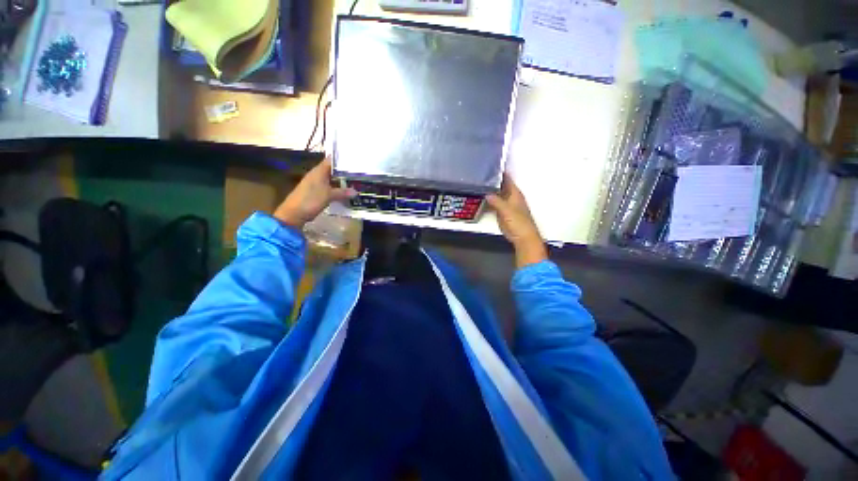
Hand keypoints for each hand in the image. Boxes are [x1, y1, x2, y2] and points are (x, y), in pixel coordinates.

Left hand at [274, 158, 355, 228]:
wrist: (294, 213)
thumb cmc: (311, 200)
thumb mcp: (329, 196)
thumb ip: (343, 192)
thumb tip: (356, 192)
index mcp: (319, 171)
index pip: (332, 160)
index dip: (342, 158)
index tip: (355, 158)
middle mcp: (317, 175)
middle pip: (333, 170)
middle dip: (345, 171)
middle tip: (359, 172)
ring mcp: (316, 184)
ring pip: (332, 180)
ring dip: (342, 181)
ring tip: (356, 182)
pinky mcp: (316, 193)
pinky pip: (330, 188)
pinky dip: (337, 189)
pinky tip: (346, 193)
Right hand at [486, 175, 547, 267]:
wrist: (522, 237)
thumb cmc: (519, 223)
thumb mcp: (507, 210)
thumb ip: (497, 201)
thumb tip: (487, 193)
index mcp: (515, 194)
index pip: (507, 179)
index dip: (500, 172)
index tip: (490, 165)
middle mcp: (510, 197)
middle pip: (501, 186)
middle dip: (492, 181)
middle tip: (479, 175)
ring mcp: (506, 205)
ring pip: (496, 195)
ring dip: (489, 191)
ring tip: (477, 184)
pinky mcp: (501, 213)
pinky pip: (493, 204)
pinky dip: (488, 201)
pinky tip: (480, 198)